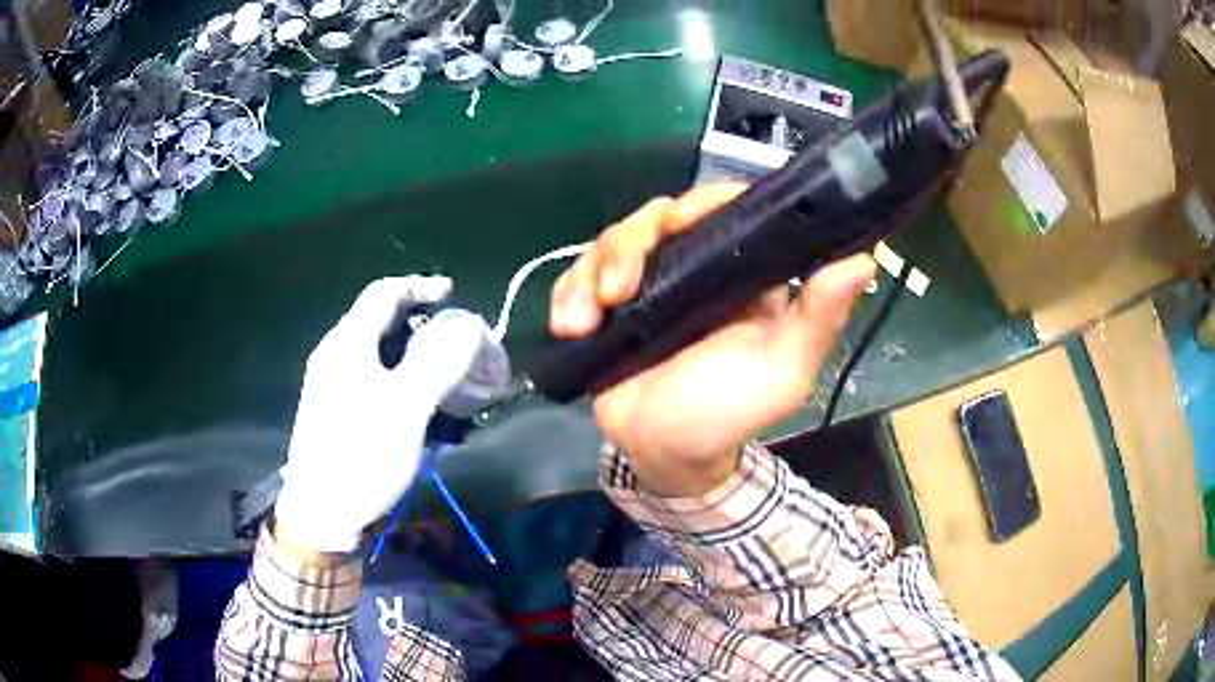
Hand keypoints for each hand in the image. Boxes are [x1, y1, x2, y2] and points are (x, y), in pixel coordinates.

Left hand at [274, 276, 489, 553]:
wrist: (321, 514)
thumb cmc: (361, 457)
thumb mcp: (406, 409)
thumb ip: (439, 363)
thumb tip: (471, 327)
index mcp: (348, 344)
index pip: (384, 293)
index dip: (420, 286)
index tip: (454, 293)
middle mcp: (336, 355)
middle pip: (381, 321)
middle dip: (422, 323)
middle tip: (457, 341)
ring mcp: (332, 384)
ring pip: (379, 352)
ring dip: (415, 354)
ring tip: (446, 375)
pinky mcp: (335, 410)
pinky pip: (374, 378)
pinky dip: (402, 378)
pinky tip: (420, 406)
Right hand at [550, 185, 875, 497]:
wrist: (665, 454)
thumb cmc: (729, 413)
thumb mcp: (782, 370)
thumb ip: (818, 318)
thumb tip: (865, 260)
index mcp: (740, 272)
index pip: (724, 210)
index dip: (704, 203)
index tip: (681, 223)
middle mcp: (693, 266)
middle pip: (659, 217)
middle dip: (629, 245)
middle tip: (617, 290)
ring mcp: (647, 283)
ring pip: (613, 241)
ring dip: (592, 272)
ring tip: (585, 319)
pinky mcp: (607, 304)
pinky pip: (579, 276)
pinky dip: (567, 294)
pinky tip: (569, 325)